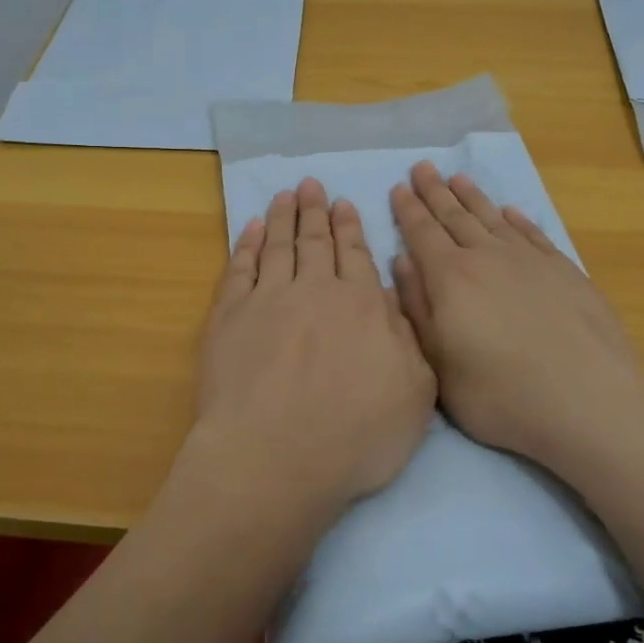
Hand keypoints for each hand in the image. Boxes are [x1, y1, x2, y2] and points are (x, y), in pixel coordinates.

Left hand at [181, 177, 436, 530]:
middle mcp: (314, 290)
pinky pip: (240, 268)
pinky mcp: (229, 316)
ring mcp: (268, 299)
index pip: (355, 255)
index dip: (349, 228)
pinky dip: (247, 244)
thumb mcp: (414, 394)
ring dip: (283, 216)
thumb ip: (409, 340)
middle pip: (315, 242)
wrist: (274, 457)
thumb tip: (392, 298)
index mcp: (361, 306)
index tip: (343, 204)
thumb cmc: (354, 436)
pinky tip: (251, 228)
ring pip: (278, 245)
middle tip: (311, 184)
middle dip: (315, 211)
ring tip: (285, 193)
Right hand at [389, 162, 643, 468]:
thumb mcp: (440, 365)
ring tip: (458, 177)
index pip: (422, 232)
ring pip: (493, 218)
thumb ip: (417, 309)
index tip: (399, 186)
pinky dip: (517, 219)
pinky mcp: (565, 272)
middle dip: (435, 191)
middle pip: (455, 216)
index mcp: (451, 278)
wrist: (591, 404)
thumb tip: (401, 262)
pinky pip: (533, 234)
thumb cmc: (502, 395)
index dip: (408, 209)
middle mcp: (488, 258)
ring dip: (473, 197)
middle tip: (423, 166)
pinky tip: (510, 211)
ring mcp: (530, 261)